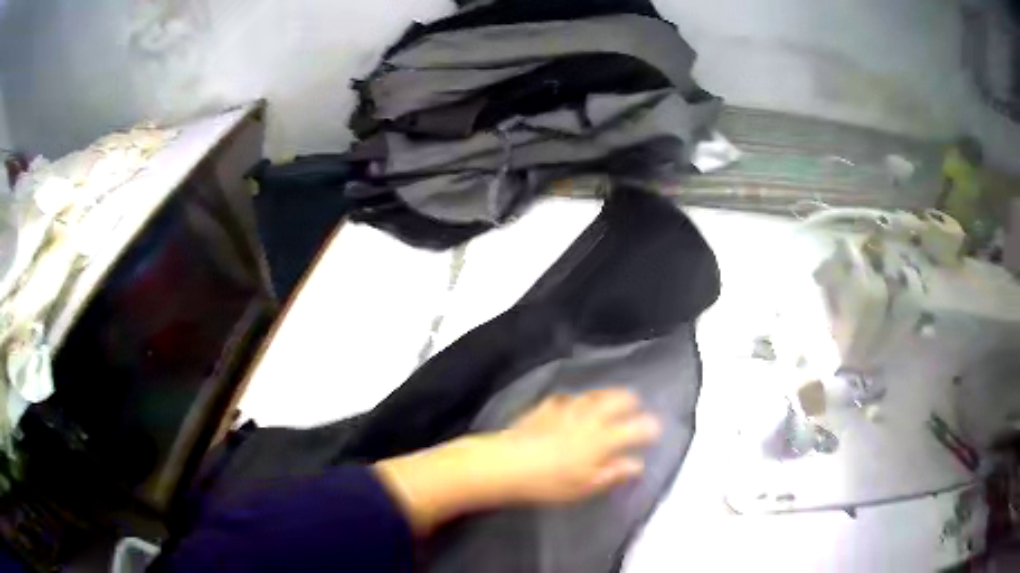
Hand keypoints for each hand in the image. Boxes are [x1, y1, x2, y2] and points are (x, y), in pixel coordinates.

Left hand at [494, 389, 661, 503]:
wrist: (507, 464)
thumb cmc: (550, 482)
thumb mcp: (586, 486)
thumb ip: (614, 473)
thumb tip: (637, 465)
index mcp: (603, 439)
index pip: (636, 428)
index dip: (649, 428)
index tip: (655, 429)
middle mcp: (590, 418)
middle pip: (617, 400)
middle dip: (630, 401)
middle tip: (635, 405)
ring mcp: (567, 409)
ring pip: (593, 395)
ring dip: (606, 395)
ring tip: (610, 398)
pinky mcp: (546, 407)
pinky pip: (567, 398)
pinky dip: (575, 400)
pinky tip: (572, 404)